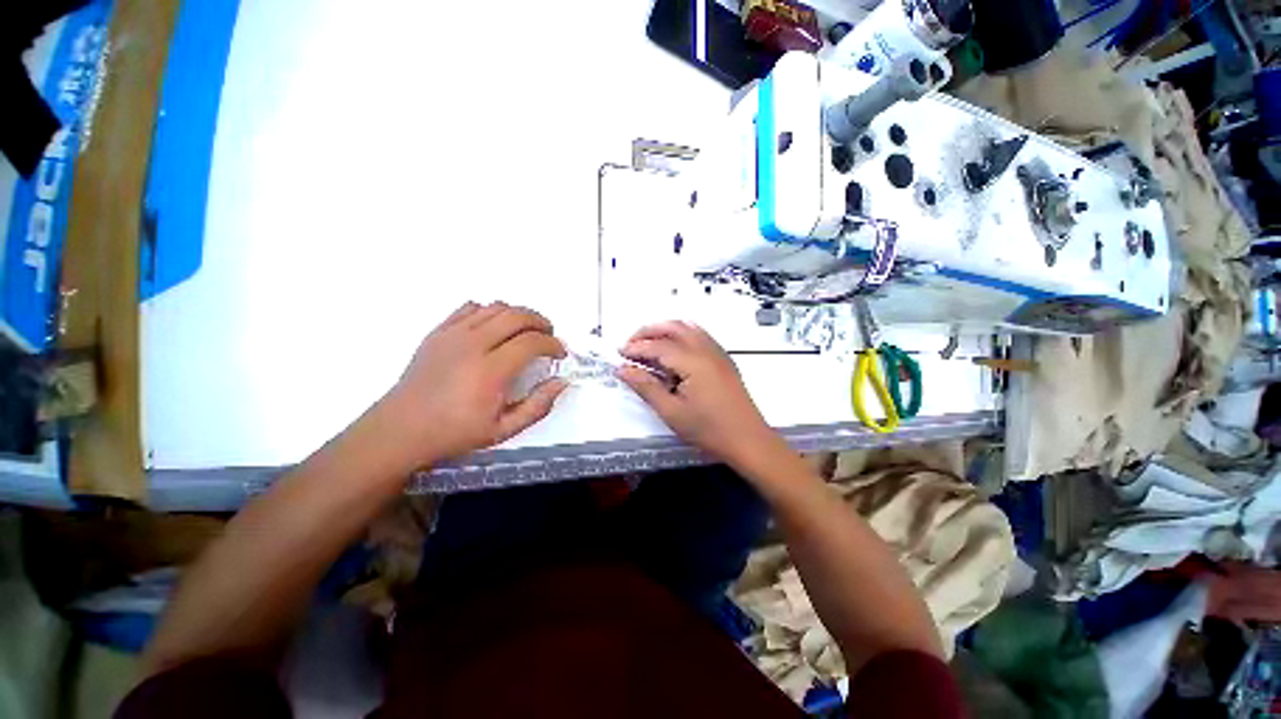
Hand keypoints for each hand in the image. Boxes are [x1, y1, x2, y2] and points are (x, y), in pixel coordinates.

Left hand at [376, 302, 566, 468]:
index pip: (532, 342)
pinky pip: (470, 307)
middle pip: (517, 315)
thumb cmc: (454, 432)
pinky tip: (495, 327)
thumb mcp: (504, 430)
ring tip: (526, 330)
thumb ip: (538, 405)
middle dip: (541, 321)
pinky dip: (490, 311)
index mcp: (490, 371)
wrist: (401, 429)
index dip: (553, 344)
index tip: (559, 353)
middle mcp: (472, 345)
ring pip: (495, 307)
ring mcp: (452, 334)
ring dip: (518, 314)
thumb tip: (561, 382)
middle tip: (549, 335)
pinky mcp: (438, 331)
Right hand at [617, 321, 780, 469]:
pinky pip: (700, 335)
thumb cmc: (708, 429)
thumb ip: (646, 387)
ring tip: (648, 345)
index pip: (658, 346)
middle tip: (630, 345)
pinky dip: (681, 335)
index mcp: (693, 361)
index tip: (619, 355)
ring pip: (688, 327)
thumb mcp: (671, 412)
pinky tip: (673, 351)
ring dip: (665, 330)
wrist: (748, 440)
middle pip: (673, 327)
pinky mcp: (723, 359)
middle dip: (649, 331)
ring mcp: (718, 352)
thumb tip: (622, 369)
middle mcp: (706, 349)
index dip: (636, 348)